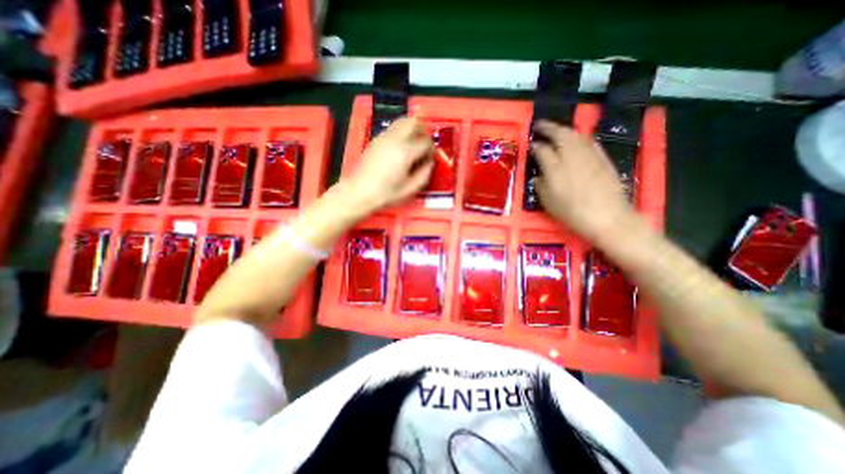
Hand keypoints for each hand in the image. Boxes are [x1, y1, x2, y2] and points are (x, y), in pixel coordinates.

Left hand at [342, 116, 434, 213]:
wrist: (359, 192)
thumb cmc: (386, 193)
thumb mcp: (410, 189)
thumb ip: (424, 174)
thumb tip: (429, 162)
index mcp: (405, 152)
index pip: (425, 141)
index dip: (431, 149)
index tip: (429, 159)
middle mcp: (395, 139)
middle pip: (413, 122)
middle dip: (423, 131)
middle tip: (424, 145)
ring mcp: (383, 137)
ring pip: (402, 121)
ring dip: (411, 129)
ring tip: (413, 145)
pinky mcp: (375, 139)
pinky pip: (393, 128)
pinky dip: (401, 133)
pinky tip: (400, 148)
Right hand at [530, 120, 637, 242]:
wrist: (607, 216)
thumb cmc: (572, 212)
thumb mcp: (548, 202)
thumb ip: (540, 185)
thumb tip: (538, 175)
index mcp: (554, 168)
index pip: (541, 150)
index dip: (534, 146)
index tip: (530, 145)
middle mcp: (571, 156)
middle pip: (560, 134)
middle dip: (548, 127)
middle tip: (540, 125)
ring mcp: (589, 154)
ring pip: (575, 134)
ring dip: (564, 129)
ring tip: (556, 130)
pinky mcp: (603, 157)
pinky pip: (589, 141)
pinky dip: (579, 137)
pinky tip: (576, 140)